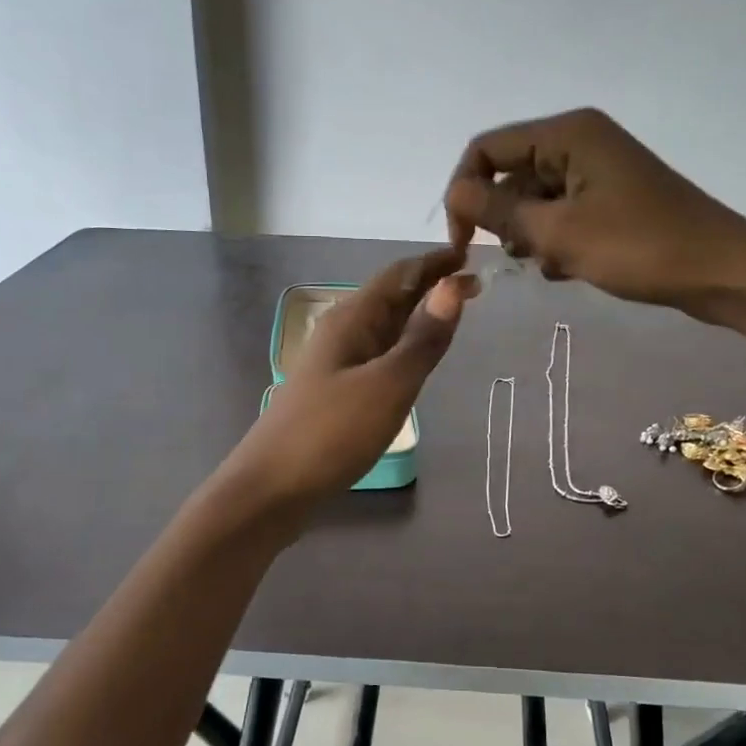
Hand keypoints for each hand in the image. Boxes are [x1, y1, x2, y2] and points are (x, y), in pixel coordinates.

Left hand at [224, 250, 476, 508]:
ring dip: (418, 317)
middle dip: (430, 288)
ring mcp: (336, 364)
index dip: (435, 262)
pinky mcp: (335, 393)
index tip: (472, 256)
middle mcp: (342, 333)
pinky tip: (414, 363)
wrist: (271, 489)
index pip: (399, 275)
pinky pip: (377, 356)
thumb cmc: (331, 433)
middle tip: (474, 289)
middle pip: (390, 297)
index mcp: (352, 320)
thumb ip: (424, 339)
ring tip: (453, 318)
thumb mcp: (388, 385)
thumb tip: (454, 285)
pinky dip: (403, 348)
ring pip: (384, 328)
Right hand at [443, 109, 745, 327]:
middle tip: (521, 258)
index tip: (463, 242)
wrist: (720, 271)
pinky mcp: (610, 198)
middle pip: (511, 173)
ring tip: (554, 264)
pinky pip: (561, 214)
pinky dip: (556, 241)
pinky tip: (570, 268)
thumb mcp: (559, 233)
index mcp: (567, 133)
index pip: (486, 149)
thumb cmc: (638, 247)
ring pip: (534, 199)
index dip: (464, 192)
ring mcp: (597, 170)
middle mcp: (579, 141)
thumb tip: (455, 194)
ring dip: (531, 235)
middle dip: (504, 219)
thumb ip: (500, 212)